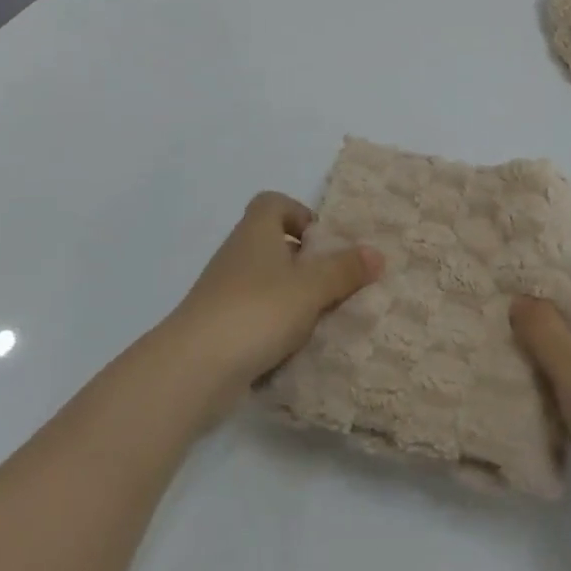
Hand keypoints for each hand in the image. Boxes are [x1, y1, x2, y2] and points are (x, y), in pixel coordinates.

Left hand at [160, 192, 382, 420]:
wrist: (194, 368)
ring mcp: (224, 291)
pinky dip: (274, 327)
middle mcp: (237, 253)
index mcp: (256, 230)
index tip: (321, 242)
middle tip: (333, 283)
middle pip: (272, 243)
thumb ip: (344, 270)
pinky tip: (295, 349)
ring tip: (321, 319)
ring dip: (291, 297)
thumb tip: (377, 253)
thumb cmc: (257, 310)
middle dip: (303, 262)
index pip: (273, 202)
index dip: (298, 213)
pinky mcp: (218, 327)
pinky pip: (254, 316)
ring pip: (265, 283)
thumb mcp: (311, 288)